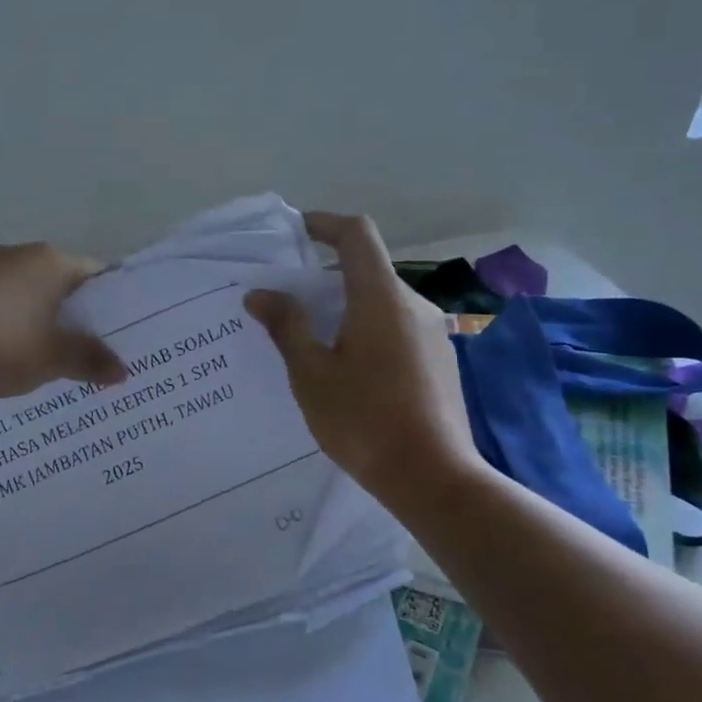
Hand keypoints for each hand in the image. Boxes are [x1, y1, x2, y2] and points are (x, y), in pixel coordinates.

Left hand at [0, 242, 127, 400]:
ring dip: (38, 321)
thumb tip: (124, 370)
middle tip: (90, 352)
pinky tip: (3, 353)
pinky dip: (7, 324)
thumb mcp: (51, 359)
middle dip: (75, 316)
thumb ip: (89, 361)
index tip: (121, 333)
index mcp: (51, 261)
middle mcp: (18, 254)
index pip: (96, 275)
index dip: (112, 304)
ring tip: (48, 359)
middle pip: (60, 283)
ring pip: (25, 294)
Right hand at [245, 212, 483, 499]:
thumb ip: (286, 327)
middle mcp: (414, 305)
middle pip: (368, 269)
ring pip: (382, 301)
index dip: (324, 224)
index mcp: (382, 299)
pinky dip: (367, 328)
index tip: (295, 233)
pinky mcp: (440, 360)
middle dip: (326, 274)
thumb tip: (261, 293)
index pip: (357, 235)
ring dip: (346, 305)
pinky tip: (347, 367)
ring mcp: (433, 333)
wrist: (433, 477)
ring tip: (311, 337)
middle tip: (288, 299)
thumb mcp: (312, 374)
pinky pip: (397, 326)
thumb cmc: (364, 421)